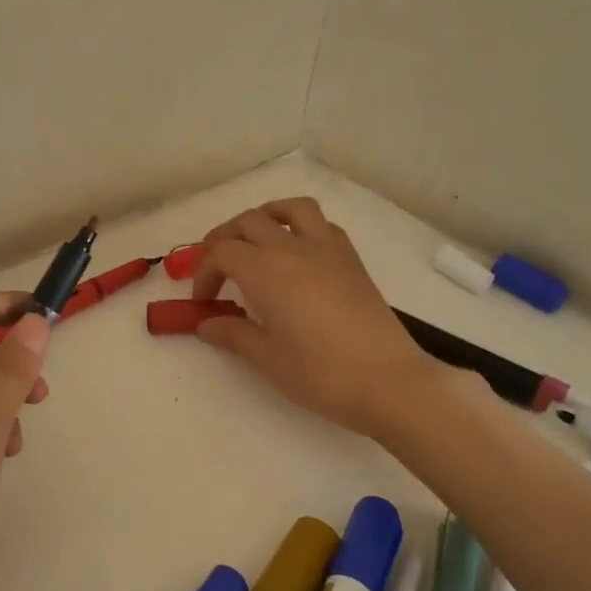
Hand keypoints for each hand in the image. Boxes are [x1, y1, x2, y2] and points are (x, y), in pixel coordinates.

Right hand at [190, 198, 438, 437]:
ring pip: (291, 209)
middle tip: (217, 269)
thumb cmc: (320, 374)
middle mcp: (294, 249)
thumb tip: (206, 323)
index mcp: (266, 271)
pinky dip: (302, 228)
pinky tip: (298, 255)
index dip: (203, 272)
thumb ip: (232, 334)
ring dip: (266, 217)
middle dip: (224, 239)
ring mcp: (328, 249)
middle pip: (249, 221)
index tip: (203, 301)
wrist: (387, 381)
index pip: (222, 252)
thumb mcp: (267, 358)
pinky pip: (322, 225)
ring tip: (256, 241)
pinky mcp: (352, 260)